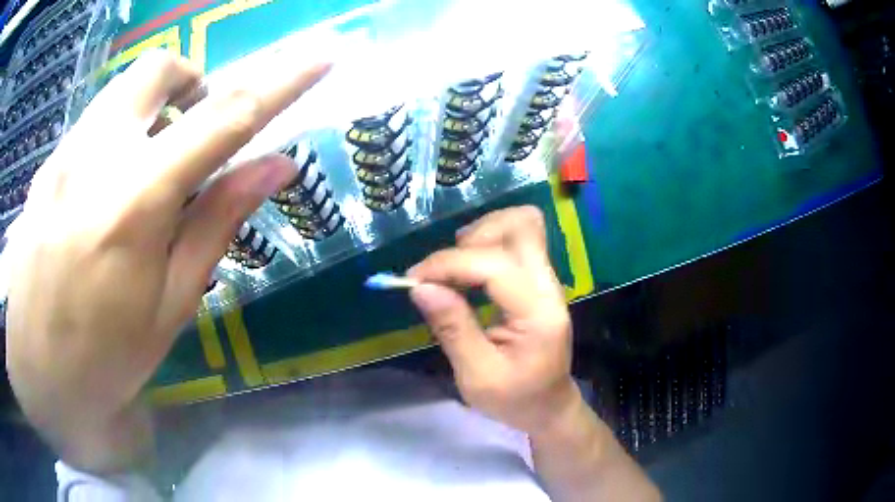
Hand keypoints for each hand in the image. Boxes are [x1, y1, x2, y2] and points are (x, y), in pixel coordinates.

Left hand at [3, 51, 329, 472]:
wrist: (36, 374)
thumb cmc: (105, 357)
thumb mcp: (170, 304)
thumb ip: (218, 221)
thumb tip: (275, 167)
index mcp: (138, 200)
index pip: (226, 118)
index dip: (281, 82)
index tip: (319, 58)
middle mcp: (97, 155)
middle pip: (160, 69)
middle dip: (191, 83)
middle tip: (190, 130)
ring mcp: (64, 155)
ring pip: (121, 91)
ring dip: (148, 110)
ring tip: (143, 170)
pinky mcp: (46, 166)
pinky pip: (90, 125)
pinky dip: (113, 138)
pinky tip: (100, 196)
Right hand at [407, 206, 579, 433]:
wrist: (548, 405)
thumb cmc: (515, 399)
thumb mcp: (477, 376)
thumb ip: (452, 328)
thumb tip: (420, 287)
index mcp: (538, 312)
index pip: (495, 264)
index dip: (449, 263)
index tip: (413, 280)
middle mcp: (548, 286)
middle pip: (522, 224)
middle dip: (474, 237)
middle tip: (444, 271)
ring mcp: (546, 279)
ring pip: (520, 224)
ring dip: (480, 235)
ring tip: (455, 270)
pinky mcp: (538, 280)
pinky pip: (515, 240)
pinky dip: (486, 243)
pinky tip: (468, 272)